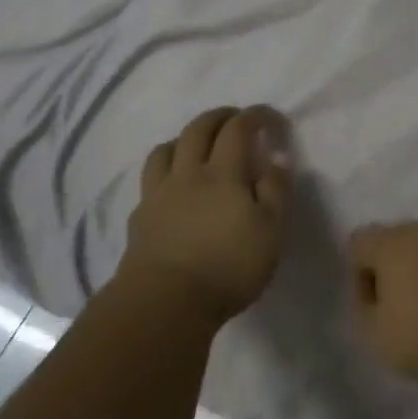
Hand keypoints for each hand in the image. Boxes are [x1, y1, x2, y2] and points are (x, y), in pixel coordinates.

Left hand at [123, 106, 292, 324]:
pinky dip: (165, 170)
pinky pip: (150, 179)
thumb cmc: (227, 267)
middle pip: (198, 129)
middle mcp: (188, 174)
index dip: (256, 116)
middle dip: (219, 117)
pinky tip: (172, 185)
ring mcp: (159, 194)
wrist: (164, 302)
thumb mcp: (270, 232)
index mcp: (223, 173)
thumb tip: (277, 157)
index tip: (272, 120)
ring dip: (185, 138)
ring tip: (197, 146)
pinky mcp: (140, 217)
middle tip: (235, 119)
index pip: (239, 128)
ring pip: (166, 149)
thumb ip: (276, 190)